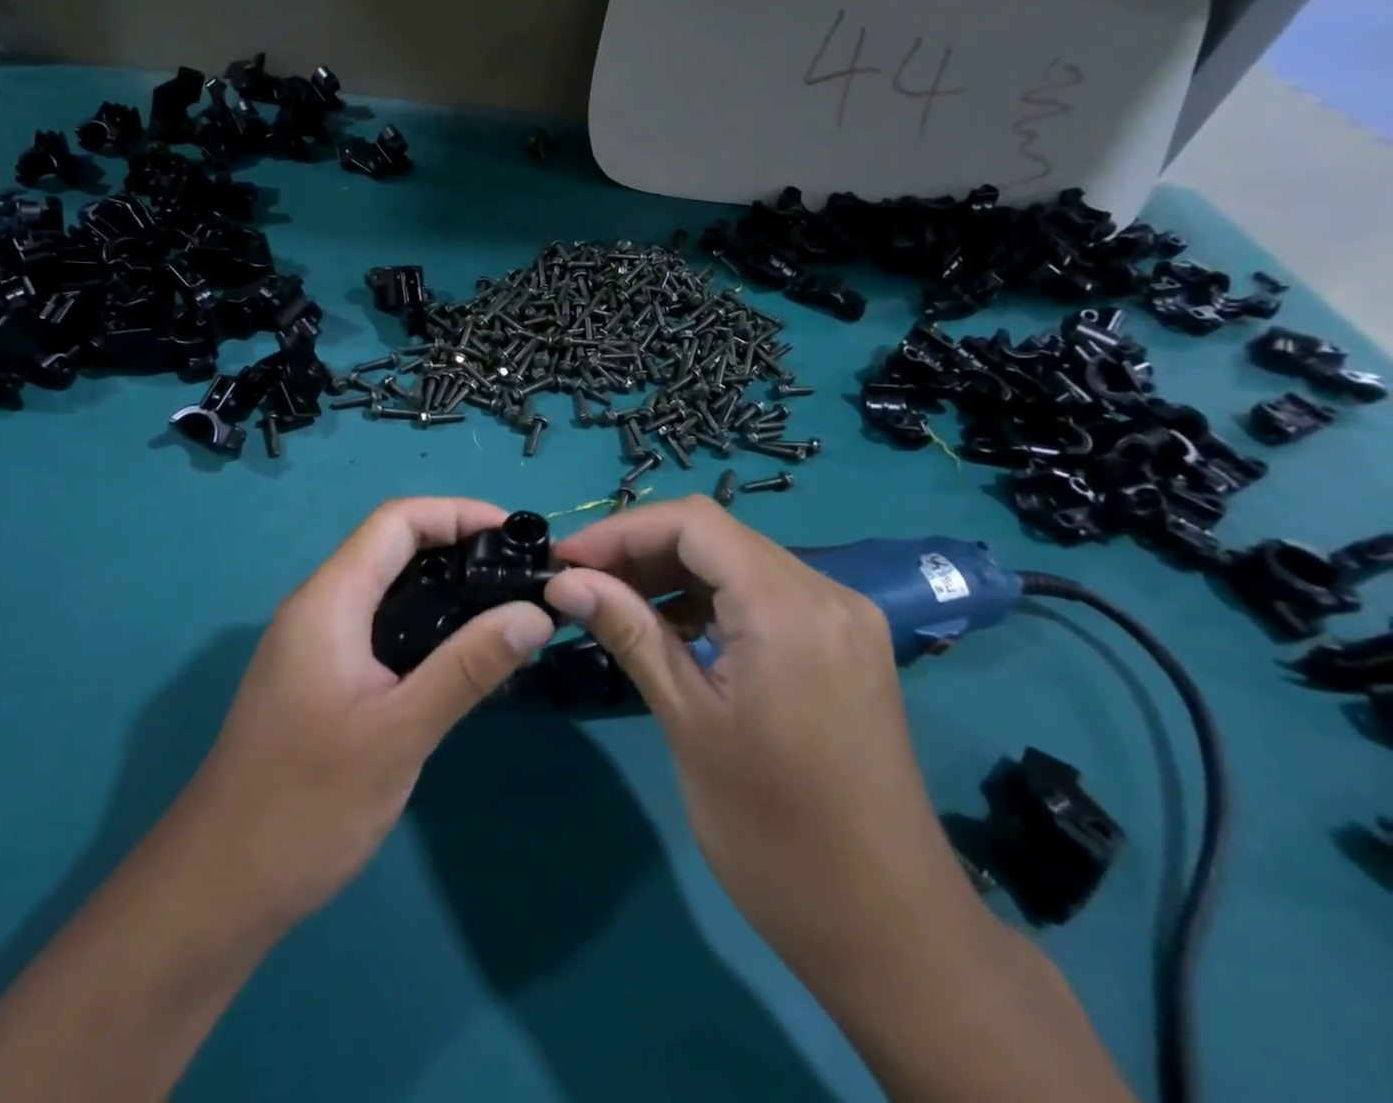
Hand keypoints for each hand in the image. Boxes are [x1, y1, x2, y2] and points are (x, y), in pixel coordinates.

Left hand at [181, 498, 554, 924]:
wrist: (222, 883)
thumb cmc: (307, 802)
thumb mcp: (399, 732)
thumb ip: (468, 667)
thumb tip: (535, 614)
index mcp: (329, 600)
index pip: (396, 521)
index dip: (457, 512)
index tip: (516, 533)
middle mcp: (317, 606)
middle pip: (391, 547)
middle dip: (456, 545)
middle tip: (520, 573)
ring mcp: (313, 643)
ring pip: (384, 587)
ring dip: (441, 585)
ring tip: (502, 607)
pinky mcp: (318, 676)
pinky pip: (376, 625)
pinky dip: (422, 622)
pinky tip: (458, 655)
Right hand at [543, 497, 976, 950]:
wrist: (892, 932)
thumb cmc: (777, 834)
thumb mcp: (689, 723)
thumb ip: (630, 634)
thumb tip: (564, 583)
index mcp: (790, 608)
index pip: (693, 524)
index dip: (621, 530)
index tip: (565, 560)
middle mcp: (825, 594)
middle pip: (716, 536)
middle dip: (640, 549)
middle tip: (579, 583)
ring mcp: (842, 619)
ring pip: (738, 561)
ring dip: (672, 572)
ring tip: (613, 603)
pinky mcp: (843, 645)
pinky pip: (764, 594)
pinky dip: (709, 598)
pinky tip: (671, 627)